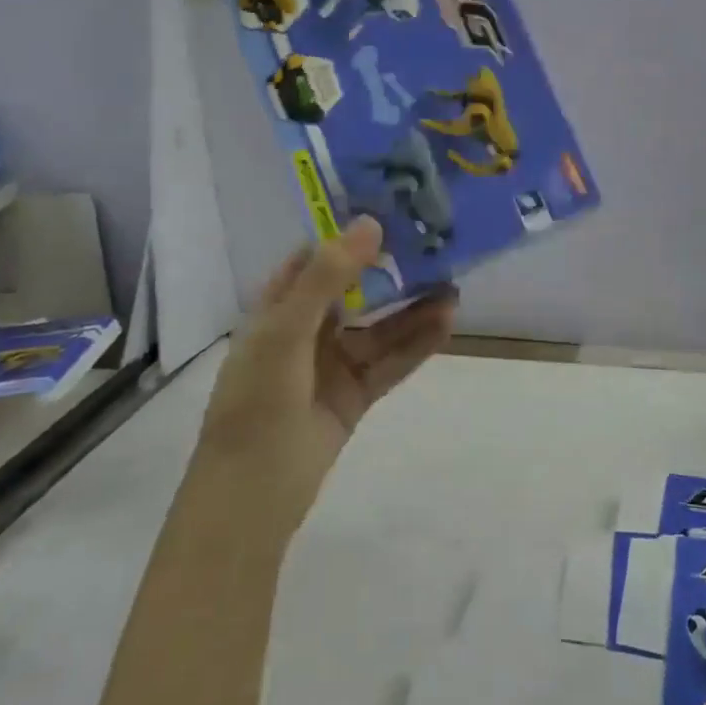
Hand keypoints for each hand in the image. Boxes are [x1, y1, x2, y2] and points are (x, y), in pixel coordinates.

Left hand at [199, 216, 455, 517]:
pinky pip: (390, 361)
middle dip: (391, 269)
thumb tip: (370, 224)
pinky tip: (446, 323)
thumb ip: (326, 277)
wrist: (252, 495)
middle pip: (355, 289)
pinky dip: (417, 343)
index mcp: (278, 308)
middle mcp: (307, 329)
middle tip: (434, 244)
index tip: (389, 208)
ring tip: (453, 285)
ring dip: (412, 308)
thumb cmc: (257, 401)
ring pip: (379, 326)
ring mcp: (333, 363)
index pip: (314, 257)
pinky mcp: (355, 394)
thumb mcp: (286, 331)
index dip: (347, 233)